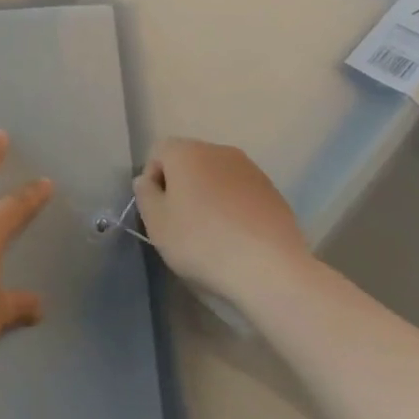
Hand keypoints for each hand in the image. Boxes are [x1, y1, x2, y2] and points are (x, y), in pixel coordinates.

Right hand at [134, 138, 312, 302]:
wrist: (270, 267)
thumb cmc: (202, 242)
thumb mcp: (157, 224)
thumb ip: (145, 195)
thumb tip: (147, 180)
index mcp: (186, 152)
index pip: (158, 152)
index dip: (153, 180)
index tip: (158, 211)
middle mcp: (219, 150)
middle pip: (189, 162)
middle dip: (181, 186)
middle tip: (181, 223)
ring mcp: (250, 169)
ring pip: (217, 177)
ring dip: (209, 196)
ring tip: (212, 233)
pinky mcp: (273, 191)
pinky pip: (241, 192)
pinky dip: (234, 207)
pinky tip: (237, 237)